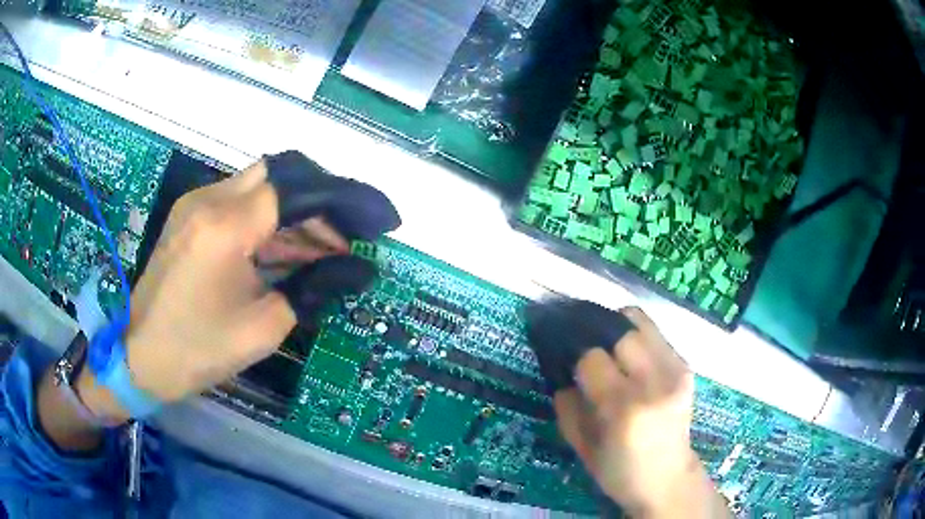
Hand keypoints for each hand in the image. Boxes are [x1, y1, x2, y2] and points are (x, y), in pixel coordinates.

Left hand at [77, 154, 397, 421]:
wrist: (139, 355)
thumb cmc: (198, 349)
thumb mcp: (263, 327)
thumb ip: (312, 288)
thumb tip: (358, 269)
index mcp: (226, 226)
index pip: (297, 188)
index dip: (341, 200)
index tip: (373, 221)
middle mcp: (209, 199)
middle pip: (279, 175)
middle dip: (317, 203)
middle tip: (342, 241)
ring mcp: (195, 204)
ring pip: (259, 187)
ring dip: (293, 213)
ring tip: (320, 252)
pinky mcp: (188, 216)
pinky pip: (238, 203)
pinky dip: (267, 221)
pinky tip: (282, 252)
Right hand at [553, 308, 728, 517]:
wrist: (669, 479)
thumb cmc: (619, 472)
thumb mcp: (581, 447)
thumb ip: (567, 405)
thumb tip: (561, 370)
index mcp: (624, 408)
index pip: (592, 358)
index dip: (574, 355)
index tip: (562, 355)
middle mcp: (654, 382)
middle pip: (619, 331)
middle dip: (594, 334)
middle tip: (580, 342)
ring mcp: (675, 370)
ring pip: (640, 322)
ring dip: (615, 326)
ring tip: (603, 342)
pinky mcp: (685, 366)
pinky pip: (654, 334)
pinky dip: (634, 336)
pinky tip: (626, 354)